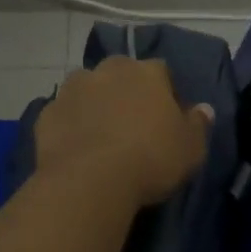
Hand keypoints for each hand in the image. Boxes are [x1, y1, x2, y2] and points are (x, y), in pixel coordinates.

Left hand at [34, 57, 213, 208]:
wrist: (89, 181)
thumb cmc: (150, 159)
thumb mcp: (191, 148)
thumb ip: (198, 124)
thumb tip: (204, 109)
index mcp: (147, 72)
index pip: (162, 73)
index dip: (166, 94)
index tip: (167, 120)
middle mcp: (109, 70)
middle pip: (121, 74)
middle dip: (126, 92)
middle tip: (132, 125)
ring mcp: (73, 89)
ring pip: (88, 90)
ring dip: (95, 104)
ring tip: (102, 136)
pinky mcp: (47, 112)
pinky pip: (64, 115)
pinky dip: (70, 125)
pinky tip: (77, 149)